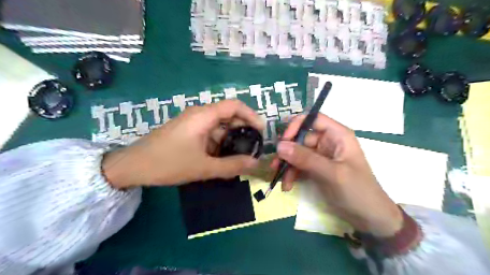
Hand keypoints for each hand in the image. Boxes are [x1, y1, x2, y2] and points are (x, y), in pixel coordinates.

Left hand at [102, 100, 264, 187]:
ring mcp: (193, 123)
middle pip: (228, 115)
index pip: (235, 105)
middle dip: (243, 130)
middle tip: (253, 147)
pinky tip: (223, 158)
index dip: (251, 115)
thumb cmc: (168, 163)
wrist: (132, 167)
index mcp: (203, 116)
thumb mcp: (203, 167)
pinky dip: (219, 144)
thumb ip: (232, 166)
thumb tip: (255, 164)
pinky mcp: (188, 131)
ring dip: (231, 139)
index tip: (261, 132)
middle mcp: (199, 114)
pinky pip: (209, 133)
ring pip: (219, 126)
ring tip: (240, 156)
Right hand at [271, 115, 401, 236]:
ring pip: (297, 153)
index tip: (282, 141)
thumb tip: (279, 146)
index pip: (313, 119)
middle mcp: (328, 142)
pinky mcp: (317, 169)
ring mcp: (322, 156)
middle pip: (301, 138)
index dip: (296, 126)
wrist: (370, 218)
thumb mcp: (331, 173)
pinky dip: (292, 174)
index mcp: (337, 135)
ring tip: (282, 180)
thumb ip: (305, 158)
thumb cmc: (357, 191)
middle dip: (287, 152)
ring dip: (288, 166)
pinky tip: (288, 186)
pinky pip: (299, 166)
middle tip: (275, 165)